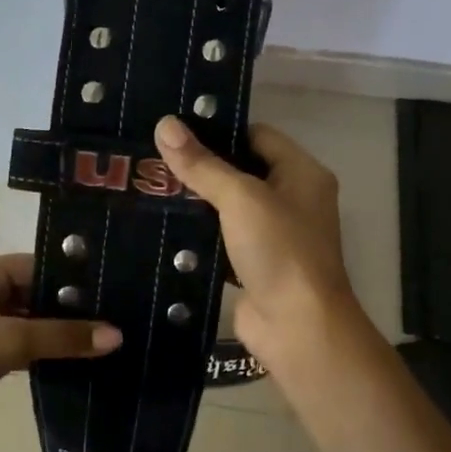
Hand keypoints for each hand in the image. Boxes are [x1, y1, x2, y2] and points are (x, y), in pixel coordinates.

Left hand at [0, 255, 122, 438]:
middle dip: (69, 309)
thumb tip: (117, 335)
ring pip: (29, 321)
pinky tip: (75, 360)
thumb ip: (63, 337)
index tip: (112, 291)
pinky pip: (20, 344)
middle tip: (115, 319)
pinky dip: (43, 351)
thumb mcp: (10, 342)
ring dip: (58, 333)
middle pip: (35, 293)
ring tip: (103, 340)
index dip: (72, 279)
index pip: (37, 265)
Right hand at [153, 116, 361, 373]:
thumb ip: (202, 164)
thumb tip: (164, 124)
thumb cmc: (279, 251)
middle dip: (200, 166)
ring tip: (148, 186)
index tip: (174, 129)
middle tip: (151, 157)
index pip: (257, 135)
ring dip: (195, 202)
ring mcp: (273, 236)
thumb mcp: (240, 198)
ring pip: (227, 208)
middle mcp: (292, 200)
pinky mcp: (252, 265)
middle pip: (241, 171)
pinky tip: (161, 226)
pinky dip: (197, 235)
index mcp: (302, 174)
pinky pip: (220, 240)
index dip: (219, 129)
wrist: (296, 327)